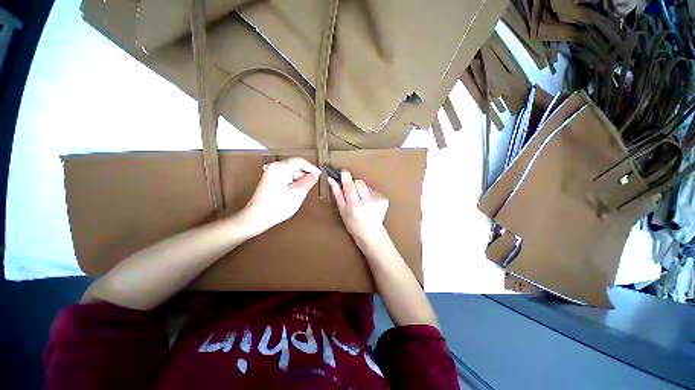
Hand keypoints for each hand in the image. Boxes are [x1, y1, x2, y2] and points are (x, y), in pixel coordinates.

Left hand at [243, 157, 320, 232]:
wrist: (257, 217)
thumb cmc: (277, 207)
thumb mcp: (297, 194)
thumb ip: (308, 182)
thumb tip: (315, 175)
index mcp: (280, 168)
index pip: (300, 161)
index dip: (312, 168)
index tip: (320, 175)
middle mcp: (274, 167)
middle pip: (295, 165)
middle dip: (305, 174)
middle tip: (314, 183)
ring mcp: (271, 172)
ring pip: (291, 171)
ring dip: (300, 179)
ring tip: (305, 189)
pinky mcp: (270, 179)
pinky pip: (286, 176)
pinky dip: (293, 182)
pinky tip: (296, 191)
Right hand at [329, 170, 388, 244]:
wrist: (371, 234)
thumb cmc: (353, 224)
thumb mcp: (342, 210)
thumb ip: (337, 193)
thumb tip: (331, 179)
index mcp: (354, 205)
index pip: (349, 183)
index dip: (345, 175)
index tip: (342, 172)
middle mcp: (367, 201)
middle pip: (359, 182)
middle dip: (354, 184)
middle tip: (352, 194)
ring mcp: (377, 200)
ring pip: (367, 185)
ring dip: (362, 190)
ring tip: (362, 201)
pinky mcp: (384, 199)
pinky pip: (373, 190)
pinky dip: (370, 194)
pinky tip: (369, 204)